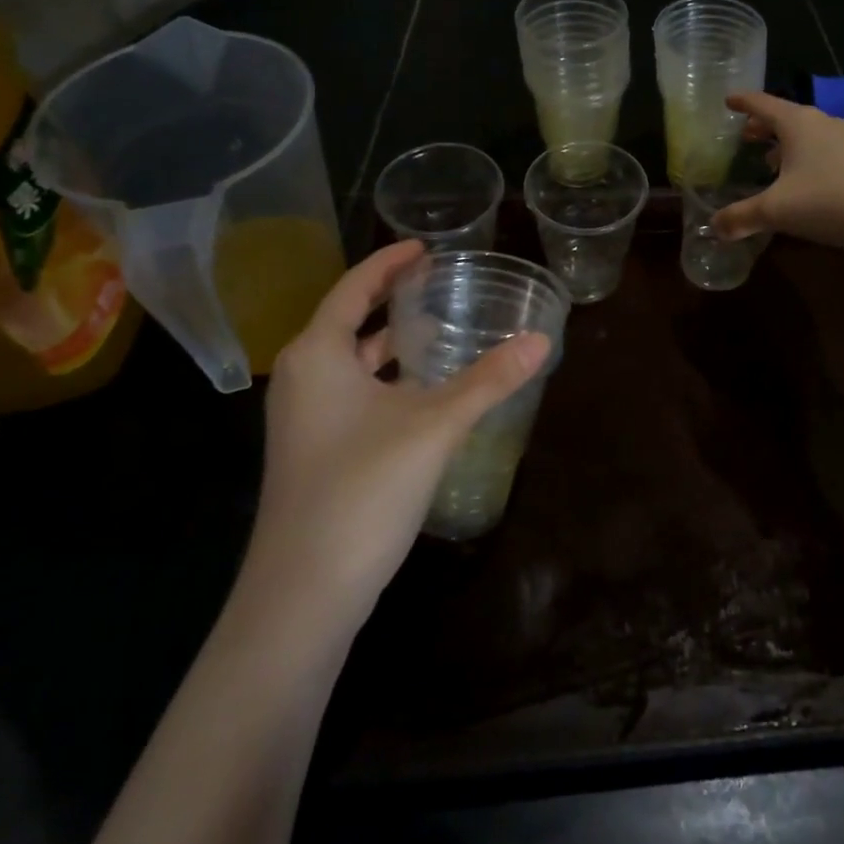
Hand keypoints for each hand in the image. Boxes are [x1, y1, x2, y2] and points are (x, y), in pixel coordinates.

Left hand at [247, 241, 550, 627]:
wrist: (303, 594)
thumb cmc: (362, 489)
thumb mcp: (434, 426)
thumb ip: (488, 380)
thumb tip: (541, 341)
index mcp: (318, 355)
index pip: (352, 288)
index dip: (388, 264)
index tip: (424, 249)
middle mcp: (301, 378)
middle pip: (347, 321)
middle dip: (389, 301)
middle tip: (437, 284)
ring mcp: (303, 419)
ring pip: (349, 362)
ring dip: (388, 344)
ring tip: (437, 329)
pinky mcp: (313, 451)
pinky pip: (351, 393)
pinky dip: (384, 380)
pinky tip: (422, 393)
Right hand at [712, 92, 843, 253]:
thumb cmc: (829, 200)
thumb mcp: (776, 211)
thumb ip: (741, 217)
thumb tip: (714, 227)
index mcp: (796, 123)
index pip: (762, 103)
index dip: (742, 102)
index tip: (727, 100)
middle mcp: (821, 123)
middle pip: (785, 118)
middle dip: (763, 126)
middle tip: (745, 135)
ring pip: (807, 135)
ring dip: (786, 144)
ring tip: (769, 161)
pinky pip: (824, 150)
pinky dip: (806, 158)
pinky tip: (804, 181)